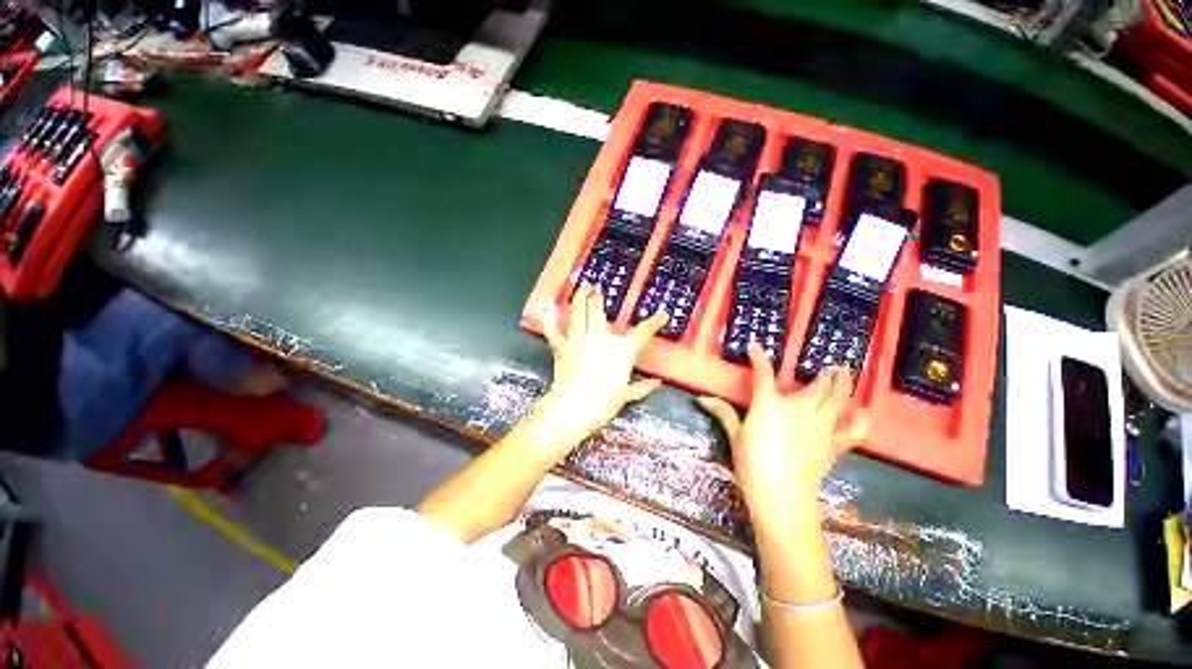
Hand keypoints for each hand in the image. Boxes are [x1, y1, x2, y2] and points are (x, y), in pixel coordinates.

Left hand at [534, 282, 667, 453]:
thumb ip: (642, 387)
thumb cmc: (604, 403)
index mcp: (621, 350)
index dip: (654, 322)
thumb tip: (658, 383)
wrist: (575, 409)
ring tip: (581, 287)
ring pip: (578, 312)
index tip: (662, 315)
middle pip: (598, 310)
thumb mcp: (626, 396)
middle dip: (597, 297)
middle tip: (596, 287)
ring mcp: (579, 340)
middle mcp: (600, 338)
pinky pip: (553, 332)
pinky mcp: (562, 347)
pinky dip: (548, 322)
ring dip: (579, 298)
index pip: (642, 332)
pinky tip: (545, 312)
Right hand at [698, 342, 865, 528]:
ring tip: (847, 373)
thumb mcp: (735, 436)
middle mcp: (798, 409)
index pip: (763, 373)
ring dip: (843, 386)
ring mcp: (819, 427)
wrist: (781, 494)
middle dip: (825, 374)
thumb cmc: (752, 462)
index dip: (758, 357)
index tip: (756, 345)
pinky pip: (850, 432)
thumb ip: (722, 413)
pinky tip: (861, 414)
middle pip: (816, 386)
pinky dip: (858, 422)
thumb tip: (702, 398)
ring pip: (836, 401)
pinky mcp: (831, 446)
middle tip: (833, 365)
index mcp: (770, 403)